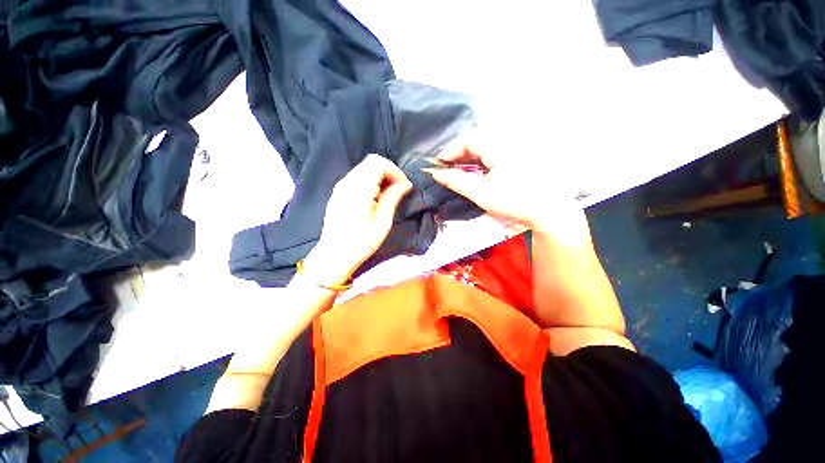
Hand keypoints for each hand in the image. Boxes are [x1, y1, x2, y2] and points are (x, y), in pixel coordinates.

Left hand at [304, 154, 412, 285]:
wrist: (334, 255)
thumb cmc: (361, 242)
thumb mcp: (382, 222)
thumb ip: (393, 198)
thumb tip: (405, 184)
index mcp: (358, 190)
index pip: (378, 163)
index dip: (395, 171)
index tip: (404, 186)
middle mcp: (347, 182)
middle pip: (371, 161)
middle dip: (389, 172)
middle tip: (398, 189)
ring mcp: (340, 186)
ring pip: (364, 168)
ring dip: (380, 176)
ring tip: (388, 195)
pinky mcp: (338, 192)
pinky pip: (357, 177)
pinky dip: (370, 181)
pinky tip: (374, 198)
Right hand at [423, 129, 590, 244]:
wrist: (548, 210)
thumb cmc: (516, 203)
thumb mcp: (482, 194)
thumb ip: (457, 182)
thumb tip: (437, 174)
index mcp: (500, 148)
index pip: (469, 138)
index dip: (451, 149)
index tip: (440, 165)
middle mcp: (507, 141)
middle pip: (476, 139)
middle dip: (458, 153)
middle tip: (448, 170)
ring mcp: (514, 147)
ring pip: (483, 145)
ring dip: (468, 157)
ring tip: (459, 173)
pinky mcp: (516, 154)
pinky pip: (492, 151)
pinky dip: (479, 160)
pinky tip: (476, 173)